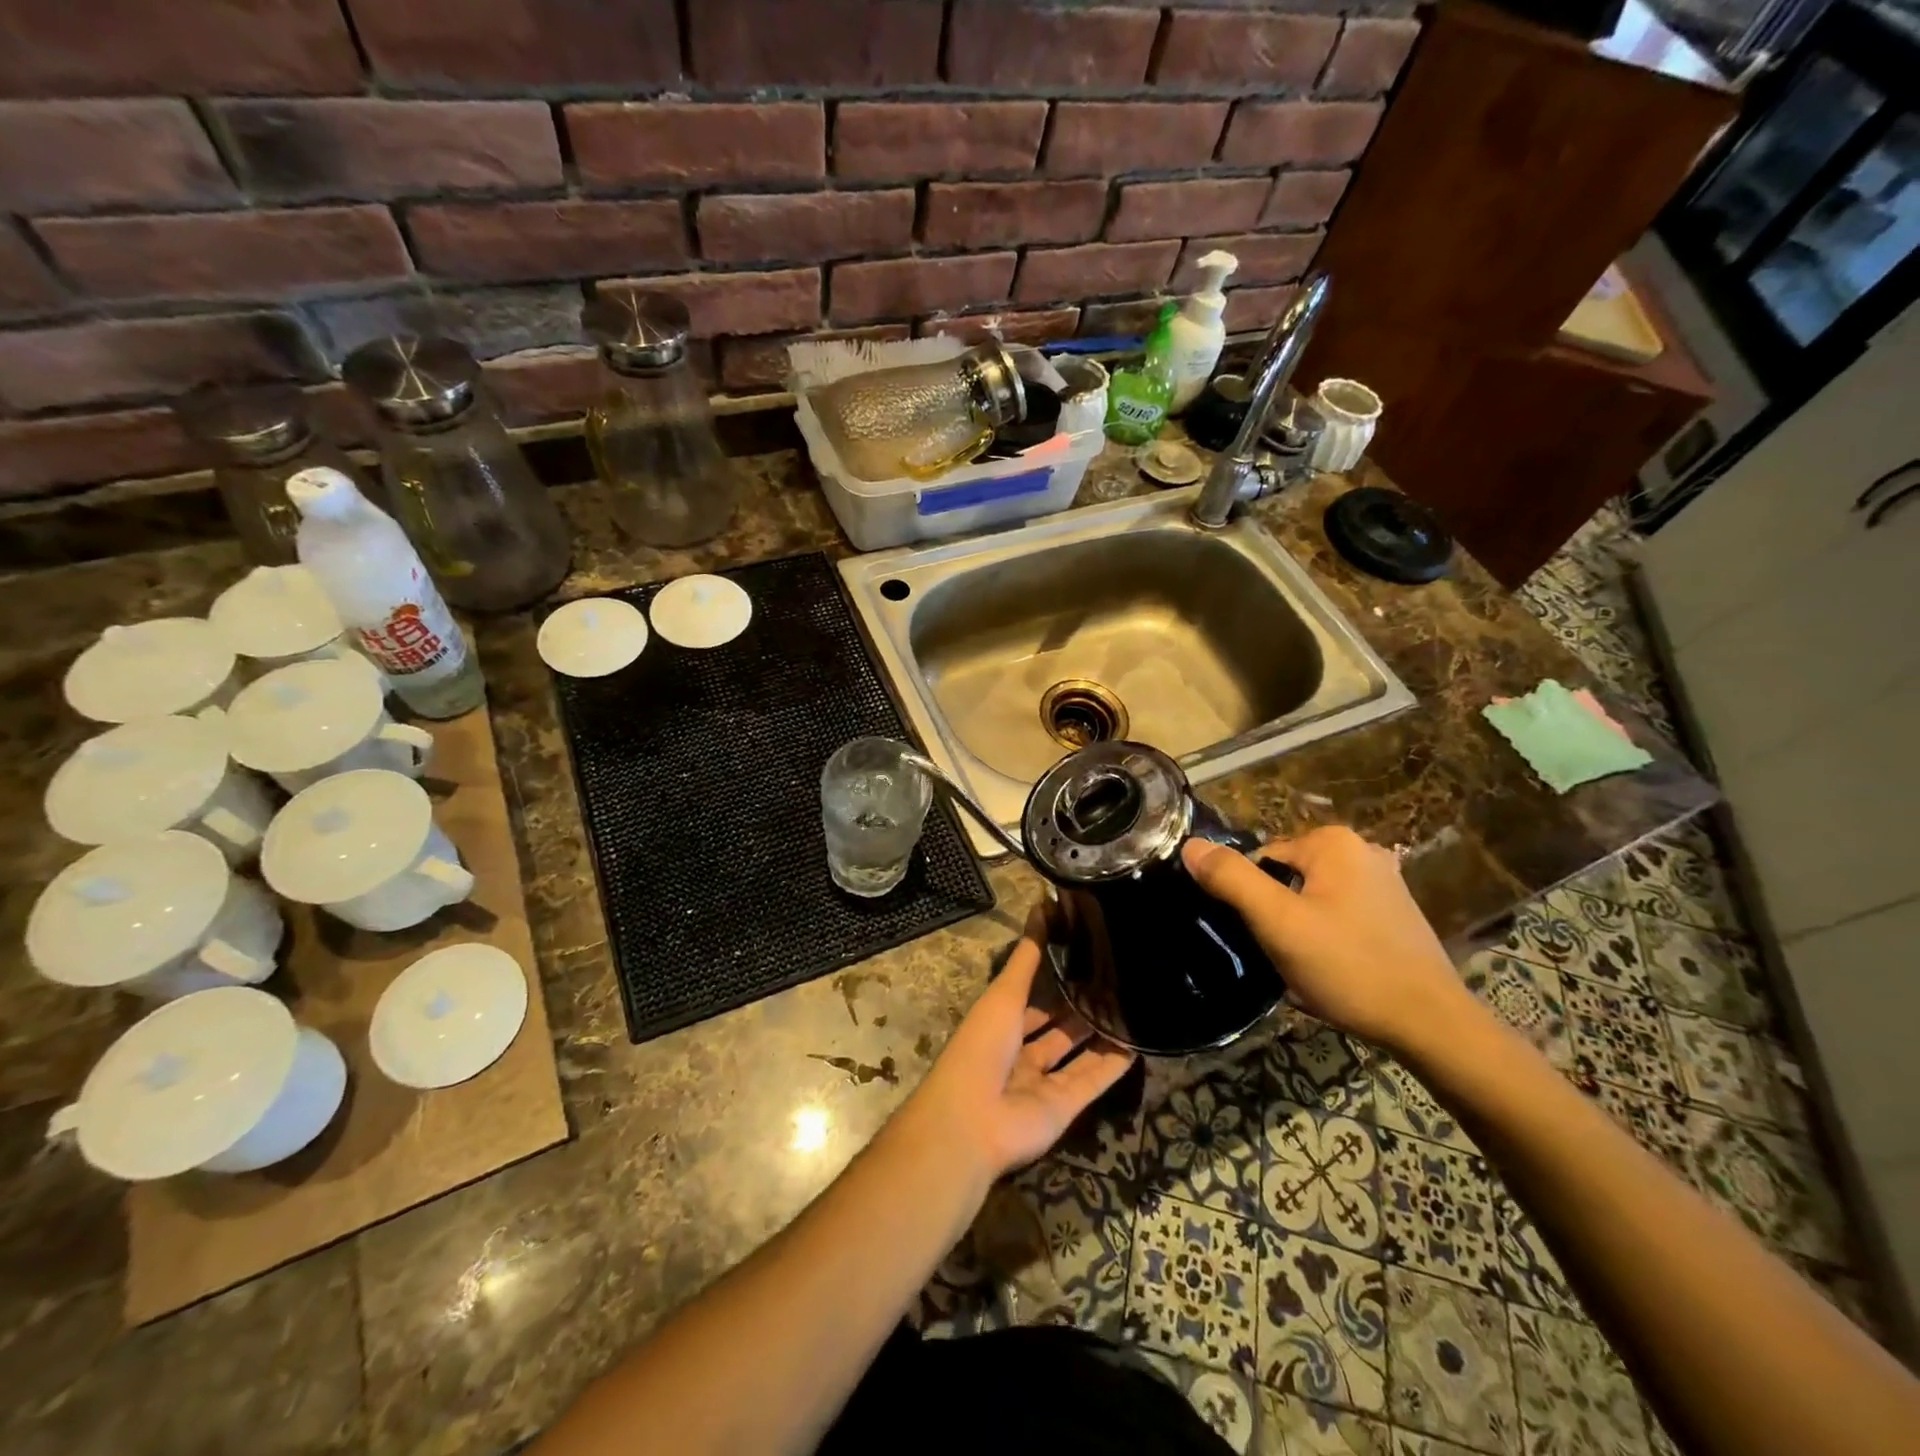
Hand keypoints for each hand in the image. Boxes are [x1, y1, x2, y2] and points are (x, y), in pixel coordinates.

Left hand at [901, 912, 1135, 1182]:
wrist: (974, 1122)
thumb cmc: (982, 1047)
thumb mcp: (1004, 995)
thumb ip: (1027, 956)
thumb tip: (1042, 906)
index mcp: (1000, 1024)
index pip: (1031, 996)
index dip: (1054, 976)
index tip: (1085, 952)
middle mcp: (1021, 1051)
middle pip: (1057, 1025)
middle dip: (1082, 1005)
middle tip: (1118, 977)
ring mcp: (1043, 1081)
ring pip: (1078, 1052)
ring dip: (1102, 1033)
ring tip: (1134, 1004)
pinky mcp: (1065, 1107)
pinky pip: (1093, 1080)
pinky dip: (1113, 1065)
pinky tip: (1139, 1043)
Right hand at [1182, 827, 1470, 1053]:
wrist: (1431, 1025)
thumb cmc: (1349, 967)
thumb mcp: (1278, 923)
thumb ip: (1231, 879)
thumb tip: (1191, 845)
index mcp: (1332, 841)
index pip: (1261, 860)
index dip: (1251, 900)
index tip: (1261, 937)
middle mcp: (1361, 849)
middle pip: (1286, 877)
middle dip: (1276, 914)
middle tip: (1283, 954)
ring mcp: (1383, 881)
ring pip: (1310, 898)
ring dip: (1299, 928)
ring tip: (1307, 966)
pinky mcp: (1395, 912)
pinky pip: (1337, 913)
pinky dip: (1326, 936)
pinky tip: (1333, 968)